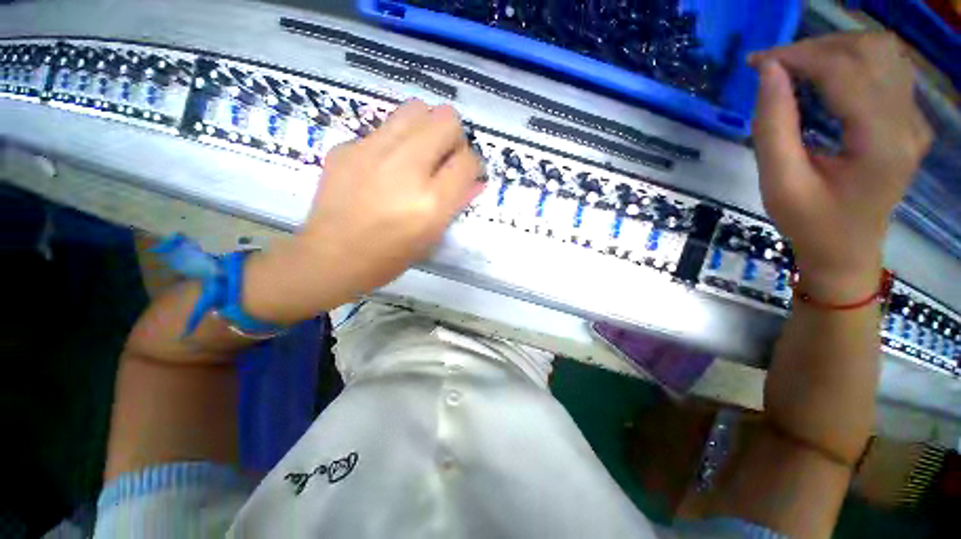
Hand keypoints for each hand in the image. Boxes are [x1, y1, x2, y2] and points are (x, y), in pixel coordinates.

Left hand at [245, 100, 483, 322]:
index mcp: (432, 201)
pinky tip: (384, 166)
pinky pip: (384, 128)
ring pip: (416, 108)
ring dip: (427, 127)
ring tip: (419, 153)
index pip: (468, 160)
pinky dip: (395, 142)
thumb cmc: (390, 257)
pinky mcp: (348, 146)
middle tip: (443, 159)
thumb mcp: (432, 236)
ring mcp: (373, 151)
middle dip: (454, 137)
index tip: (465, 174)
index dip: (473, 165)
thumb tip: (475, 179)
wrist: (331, 258)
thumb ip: (457, 202)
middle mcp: (406, 168)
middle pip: (446, 119)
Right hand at [750, 33, 931, 301]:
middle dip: (817, 48)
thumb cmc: (809, 223)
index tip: (758, 62)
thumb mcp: (779, 183)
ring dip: (836, 49)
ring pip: (883, 52)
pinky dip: (853, 60)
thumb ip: (773, 126)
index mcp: (881, 144)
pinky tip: (827, 77)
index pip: (845, 72)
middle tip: (776, 66)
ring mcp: (915, 120)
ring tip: (799, 67)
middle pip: (870, 52)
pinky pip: (887, 69)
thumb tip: (768, 72)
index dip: (799, 57)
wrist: (846, 249)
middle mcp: (909, 124)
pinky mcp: (910, 120)